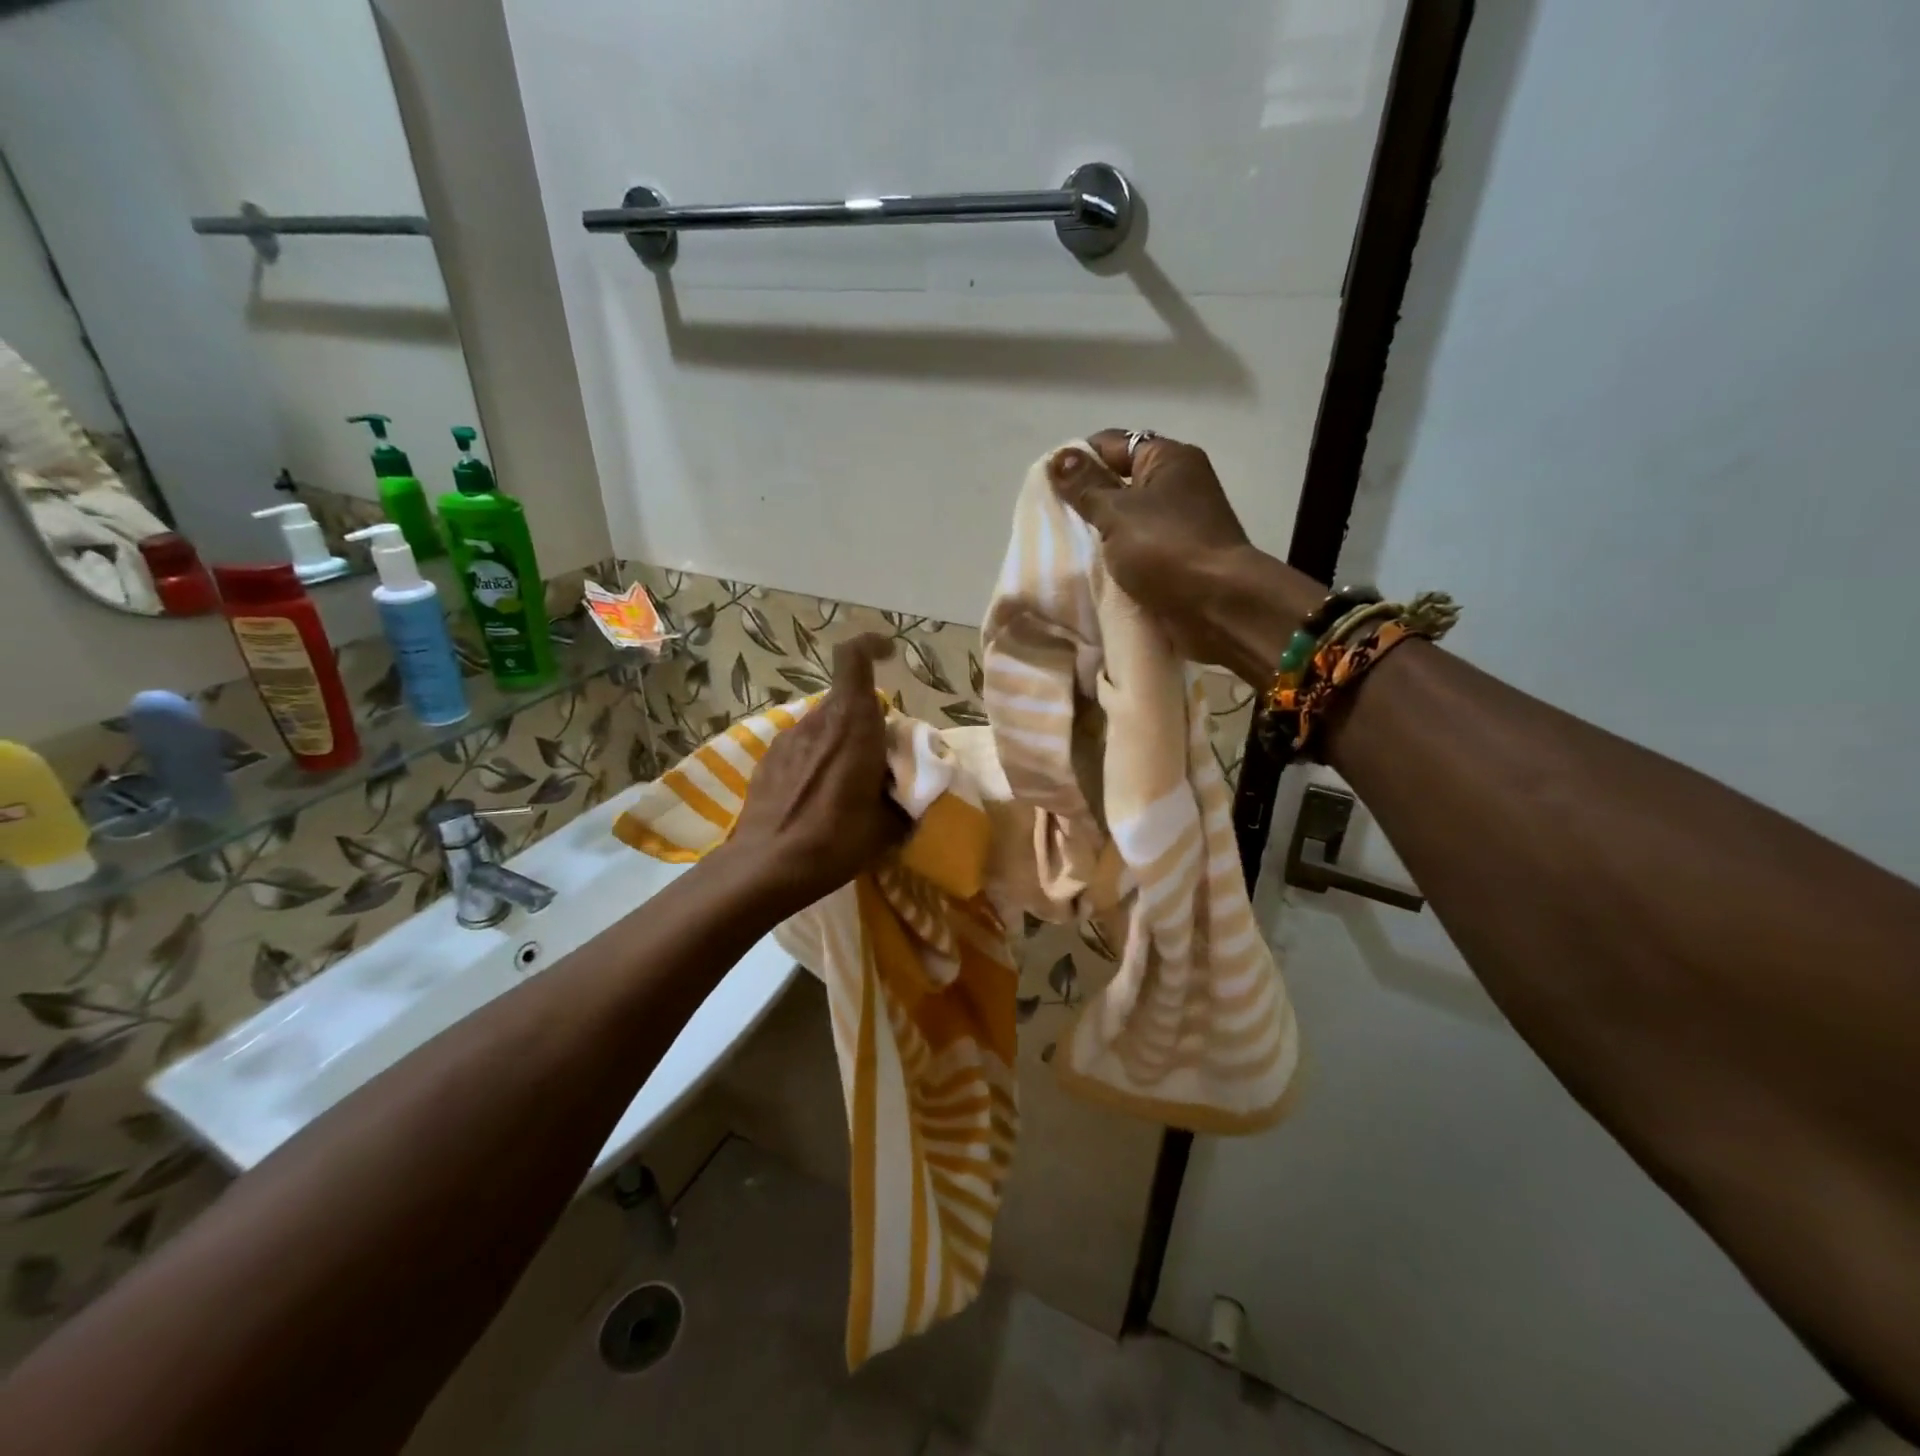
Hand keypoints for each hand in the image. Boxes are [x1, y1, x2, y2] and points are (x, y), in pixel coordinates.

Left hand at [727, 633, 906, 908]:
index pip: (854, 658)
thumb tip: (909, 794)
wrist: (767, 866)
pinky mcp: (768, 760)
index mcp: (852, 724)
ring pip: (823, 724)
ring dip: (841, 740)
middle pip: (846, 699)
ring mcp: (787, 738)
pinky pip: (802, 746)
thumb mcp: (887, 825)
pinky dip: (817, 758)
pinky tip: (819, 795)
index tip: (889, 655)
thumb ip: (902, 797)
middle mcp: (817, 721)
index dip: (871, 646)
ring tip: (849, 782)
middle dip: (867, 718)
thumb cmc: (835, 840)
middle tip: (880, 756)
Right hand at [1049, 431, 1321, 685]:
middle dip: (1086, 500)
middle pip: (1119, 482)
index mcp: (1168, 458)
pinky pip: (1138, 549)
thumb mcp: (1117, 513)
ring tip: (1064, 547)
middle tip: (1051, 521)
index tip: (1046, 487)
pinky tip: (1091, 570)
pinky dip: (1116, 557)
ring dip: (1099, 534)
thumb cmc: (1167, 548)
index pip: (1112, 444)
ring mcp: (1180, 523)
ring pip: (1127, 520)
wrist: (1218, 606)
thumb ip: (1085, 488)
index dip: (1077, 460)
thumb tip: (1058, 458)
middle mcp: (1178, 484)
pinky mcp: (1178, 558)